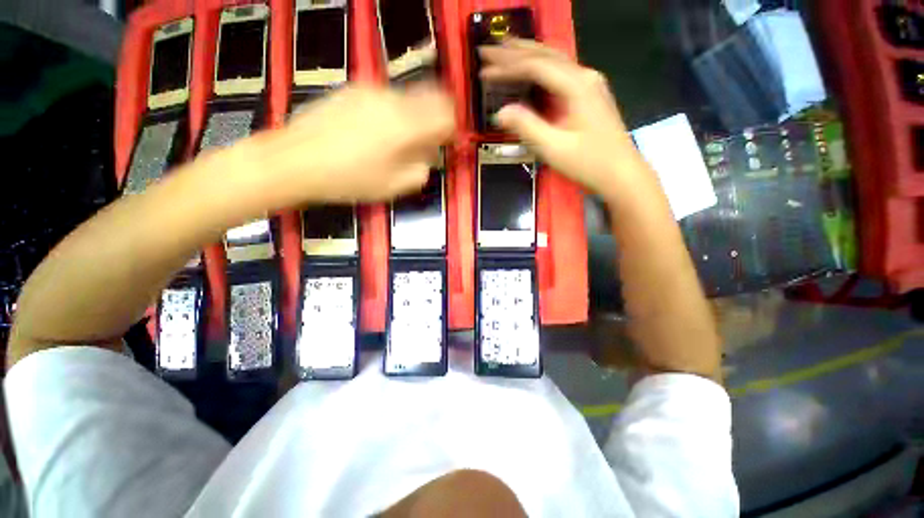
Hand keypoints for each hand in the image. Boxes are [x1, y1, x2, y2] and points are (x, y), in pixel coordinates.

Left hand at [233, 83, 454, 209]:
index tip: (448, 142)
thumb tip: (430, 156)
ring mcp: (370, 91)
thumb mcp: (393, 186)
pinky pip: (386, 98)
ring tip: (398, 142)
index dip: (453, 128)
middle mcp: (392, 100)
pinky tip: (376, 132)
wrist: (294, 160)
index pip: (447, 114)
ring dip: (414, 117)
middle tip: (427, 143)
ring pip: (409, 97)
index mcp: (405, 126)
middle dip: (436, 119)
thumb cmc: (348, 179)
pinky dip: (394, 112)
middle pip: (431, 98)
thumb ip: (421, 170)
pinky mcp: (353, 90)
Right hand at [480, 39, 653, 203]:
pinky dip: (540, 67)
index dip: (507, 67)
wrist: (621, 174)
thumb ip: (527, 127)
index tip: (483, 70)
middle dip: (514, 51)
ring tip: (504, 49)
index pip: (536, 66)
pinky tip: (530, 69)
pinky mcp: (589, 95)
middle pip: (545, 54)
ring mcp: (590, 84)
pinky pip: (560, 73)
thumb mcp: (554, 148)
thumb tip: (500, 112)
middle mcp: (584, 76)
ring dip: (528, 53)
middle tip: (487, 50)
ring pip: (554, 60)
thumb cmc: (589, 163)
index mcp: (577, 85)